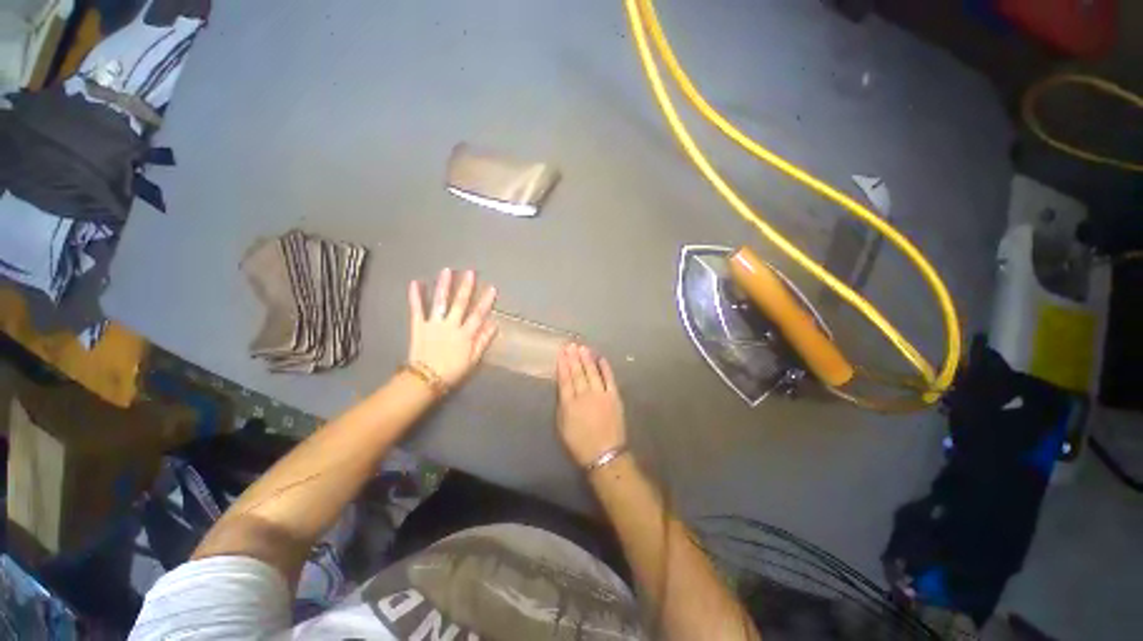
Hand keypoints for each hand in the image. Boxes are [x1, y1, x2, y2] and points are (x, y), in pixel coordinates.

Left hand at [408, 269, 497, 386]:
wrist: (425, 379)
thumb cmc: (452, 371)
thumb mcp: (473, 359)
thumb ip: (483, 340)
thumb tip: (494, 324)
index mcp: (465, 334)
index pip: (478, 314)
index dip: (486, 301)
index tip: (492, 288)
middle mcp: (451, 325)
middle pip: (460, 303)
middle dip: (466, 287)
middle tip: (469, 272)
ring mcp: (434, 324)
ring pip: (440, 302)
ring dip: (444, 286)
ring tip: (446, 271)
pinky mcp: (419, 326)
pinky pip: (417, 309)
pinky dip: (415, 296)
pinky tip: (415, 283)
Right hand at [556, 343, 626, 467]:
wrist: (605, 454)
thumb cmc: (580, 444)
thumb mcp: (562, 427)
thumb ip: (562, 406)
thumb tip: (563, 389)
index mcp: (569, 403)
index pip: (565, 379)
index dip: (562, 365)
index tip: (561, 353)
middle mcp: (584, 395)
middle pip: (577, 373)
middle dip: (573, 358)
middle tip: (571, 345)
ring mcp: (600, 394)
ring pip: (592, 372)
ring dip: (587, 359)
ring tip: (582, 348)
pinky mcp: (614, 397)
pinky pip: (609, 378)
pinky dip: (605, 368)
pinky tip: (601, 358)